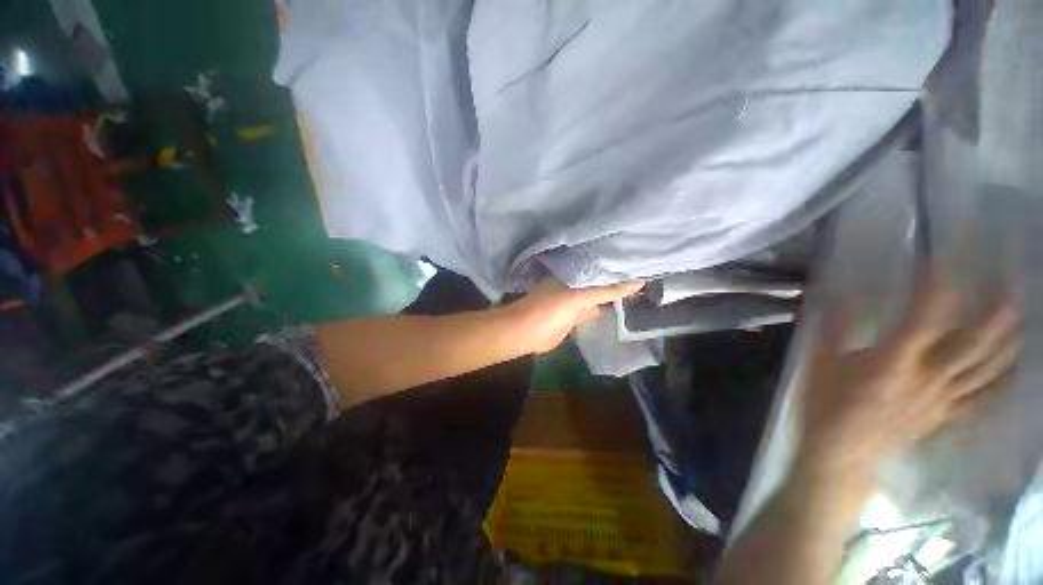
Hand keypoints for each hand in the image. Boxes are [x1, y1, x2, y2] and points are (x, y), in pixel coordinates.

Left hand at [503, 278, 643, 353]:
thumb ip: (606, 291)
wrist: (526, 334)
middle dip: (620, 279)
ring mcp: (575, 301)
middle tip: (649, 275)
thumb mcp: (579, 297)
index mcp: (573, 274)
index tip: (644, 262)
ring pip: (598, 296)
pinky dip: (606, 311)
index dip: (619, 265)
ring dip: (615, 296)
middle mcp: (576, 284)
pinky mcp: (575, 317)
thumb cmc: (549, 310)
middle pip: (601, 281)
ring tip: (642, 292)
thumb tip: (638, 283)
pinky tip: (623, 309)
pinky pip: (594, 311)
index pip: (601, 267)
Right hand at [798, 270, 1020, 480]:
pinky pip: (983, 396)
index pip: (925, 316)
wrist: (842, 454)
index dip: (938, 285)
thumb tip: (838, 294)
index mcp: (893, 361)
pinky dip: (1002, 380)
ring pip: (986, 368)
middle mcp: (928, 377)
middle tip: (1012, 282)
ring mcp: (943, 398)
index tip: (945, 257)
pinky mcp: (946, 414)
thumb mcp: (820, 363)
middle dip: (995, 312)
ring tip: (1023, 314)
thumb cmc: (827, 406)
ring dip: (1008, 341)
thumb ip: (833, 328)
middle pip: (973, 343)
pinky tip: (1015, 366)